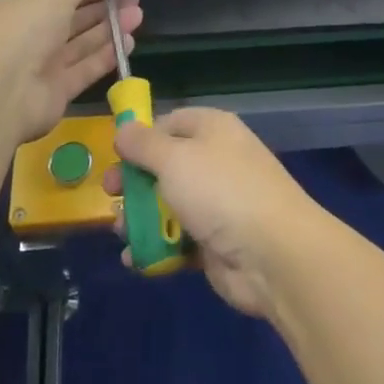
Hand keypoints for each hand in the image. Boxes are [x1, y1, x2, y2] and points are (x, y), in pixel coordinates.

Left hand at [0, 0, 141, 146]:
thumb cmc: (19, 32)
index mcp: (11, 9)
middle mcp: (22, 37)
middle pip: (70, 20)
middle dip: (103, 8)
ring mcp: (37, 67)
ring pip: (79, 44)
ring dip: (109, 29)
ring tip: (138, 15)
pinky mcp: (54, 92)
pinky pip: (83, 69)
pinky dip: (105, 56)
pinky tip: (128, 42)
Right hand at [103, 108, 330, 317]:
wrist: (272, 253)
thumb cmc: (220, 192)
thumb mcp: (175, 158)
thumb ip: (144, 144)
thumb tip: (124, 128)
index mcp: (212, 130)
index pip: (171, 122)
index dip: (142, 137)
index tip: (115, 156)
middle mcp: (215, 161)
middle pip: (164, 167)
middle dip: (134, 184)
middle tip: (111, 197)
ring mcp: (216, 203)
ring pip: (166, 206)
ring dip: (139, 219)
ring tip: (122, 234)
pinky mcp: (214, 242)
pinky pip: (176, 240)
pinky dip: (155, 249)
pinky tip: (135, 260)